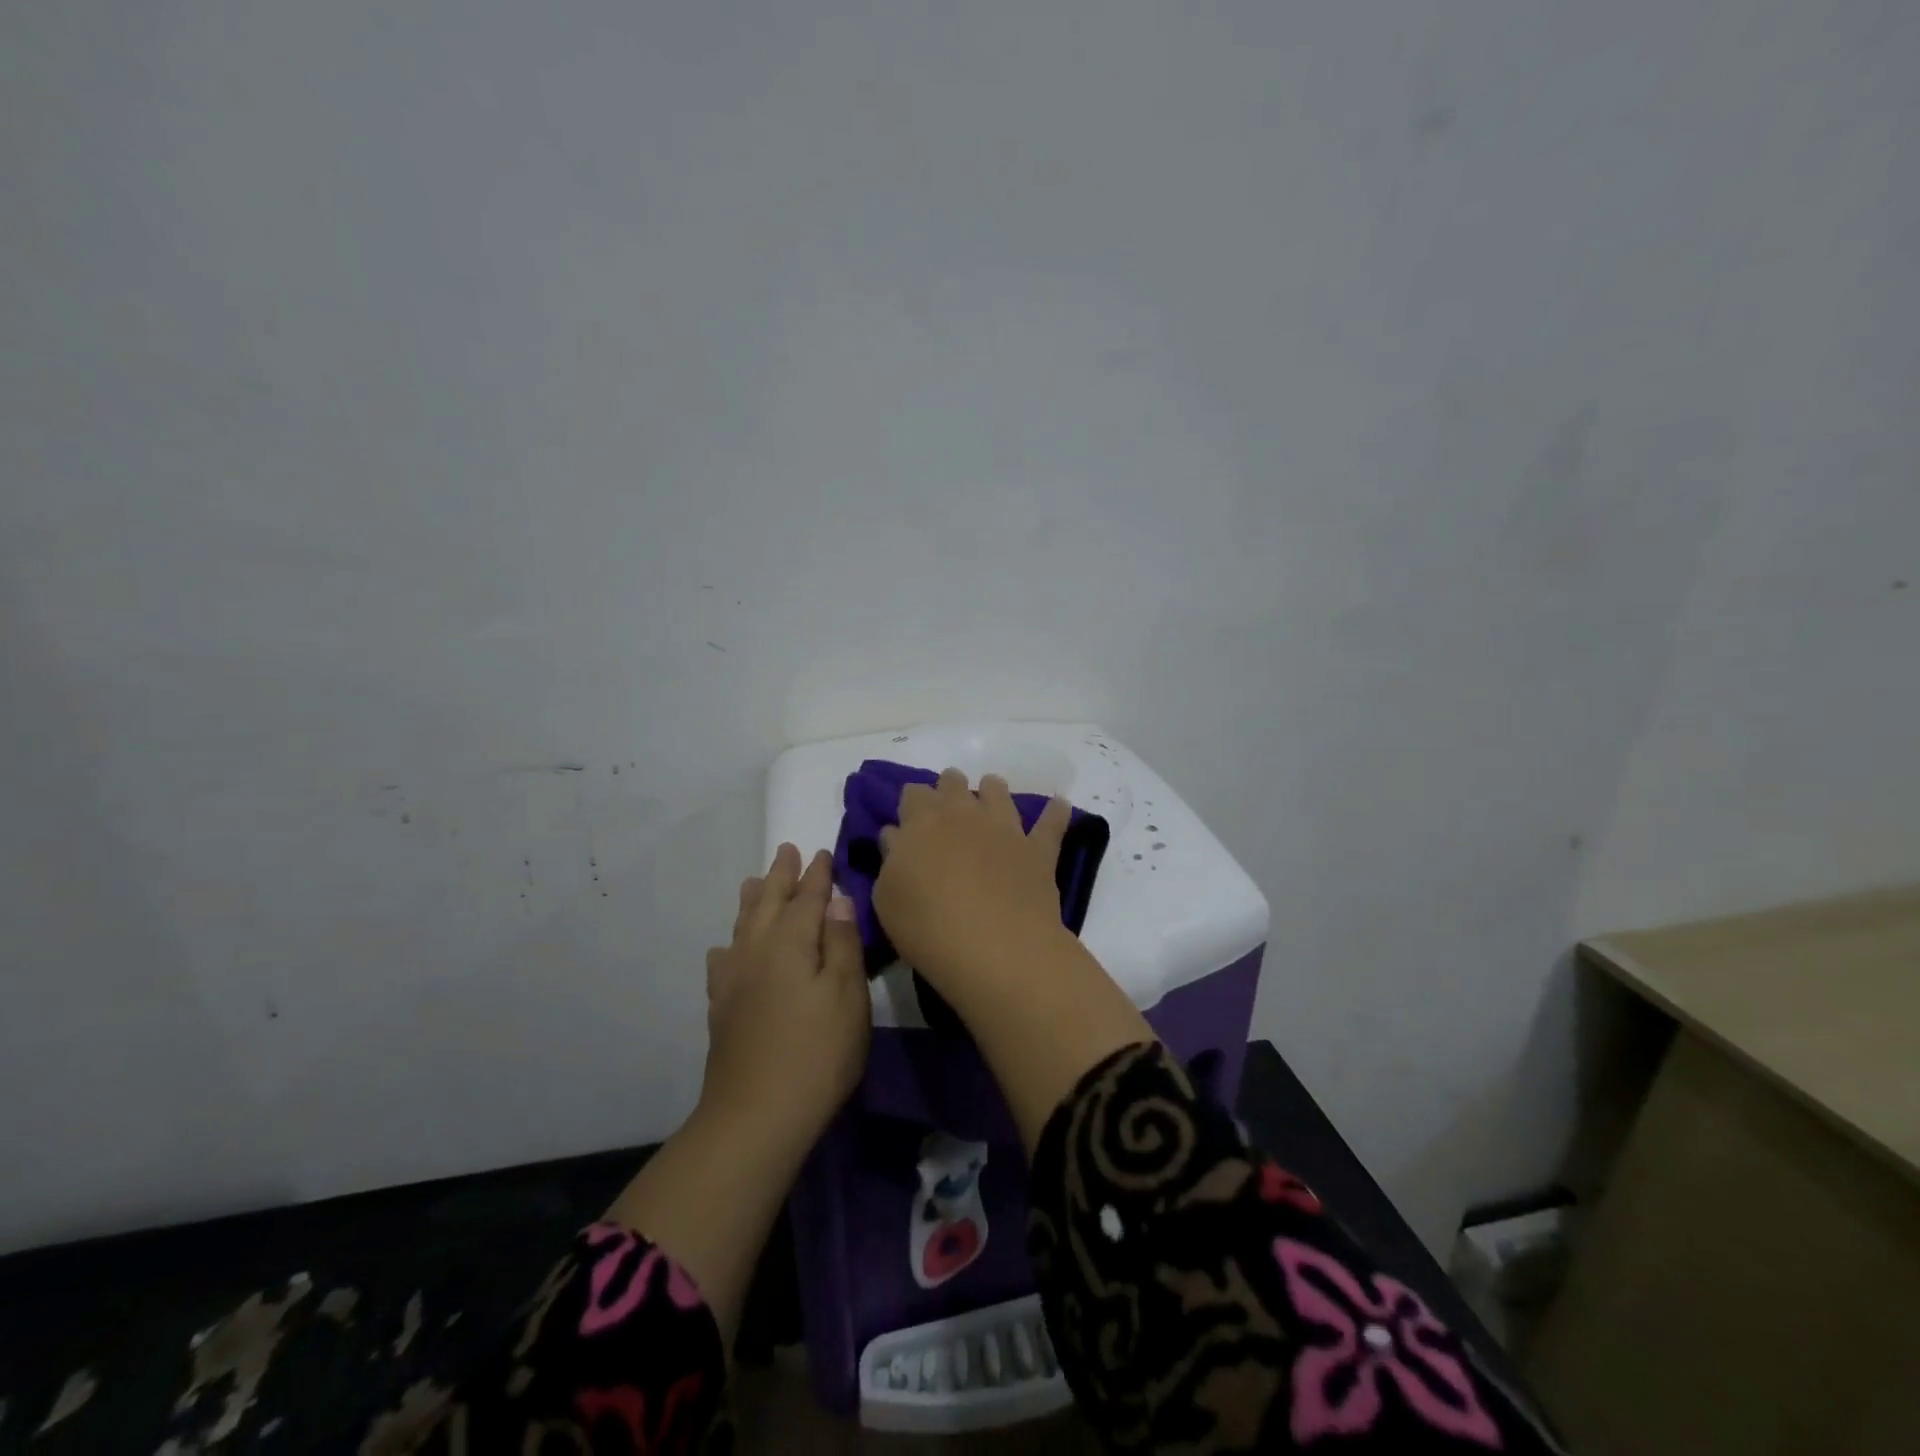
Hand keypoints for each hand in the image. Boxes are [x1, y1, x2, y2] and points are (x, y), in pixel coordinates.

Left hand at [701, 843, 868, 1143]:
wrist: (756, 1116)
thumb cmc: (817, 1053)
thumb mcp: (847, 996)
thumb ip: (843, 943)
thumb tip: (837, 899)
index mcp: (791, 942)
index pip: (807, 897)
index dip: (817, 874)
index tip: (822, 852)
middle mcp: (757, 950)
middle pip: (769, 902)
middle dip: (780, 875)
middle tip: (786, 850)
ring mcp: (734, 979)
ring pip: (742, 925)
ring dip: (753, 900)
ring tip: (755, 882)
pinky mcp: (722, 1007)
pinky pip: (723, 960)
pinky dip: (729, 943)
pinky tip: (728, 948)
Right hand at [872, 769, 1073, 994]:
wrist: (994, 947)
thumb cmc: (927, 926)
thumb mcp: (887, 898)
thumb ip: (891, 860)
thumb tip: (897, 835)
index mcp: (922, 820)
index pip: (913, 793)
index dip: (911, 804)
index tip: (909, 820)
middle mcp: (964, 812)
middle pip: (953, 783)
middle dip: (948, 790)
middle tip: (945, 811)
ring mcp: (1005, 827)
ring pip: (997, 791)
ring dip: (992, 791)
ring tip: (990, 798)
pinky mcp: (1038, 849)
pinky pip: (1051, 823)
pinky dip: (1055, 812)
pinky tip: (1058, 804)